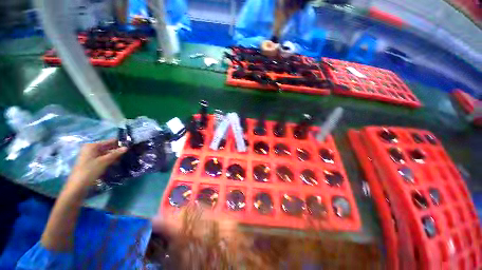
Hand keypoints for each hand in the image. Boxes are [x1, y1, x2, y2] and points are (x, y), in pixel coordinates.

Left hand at [65, 139, 126, 193]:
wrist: (78, 186)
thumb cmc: (90, 171)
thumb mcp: (104, 161)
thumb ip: (115, 154)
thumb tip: (126, 147)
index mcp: (92, 146)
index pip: (109, 141)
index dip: (120, 143)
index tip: (131, 146)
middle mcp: (91, 149)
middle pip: (108, 147)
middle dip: (118, 150)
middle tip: (130, 152)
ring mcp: (91, 156)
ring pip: (107, 154)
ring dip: (115, 156)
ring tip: (127, 158)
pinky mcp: (92, 163)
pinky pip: (104, 159)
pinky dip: (111, 160)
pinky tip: (118, 163)